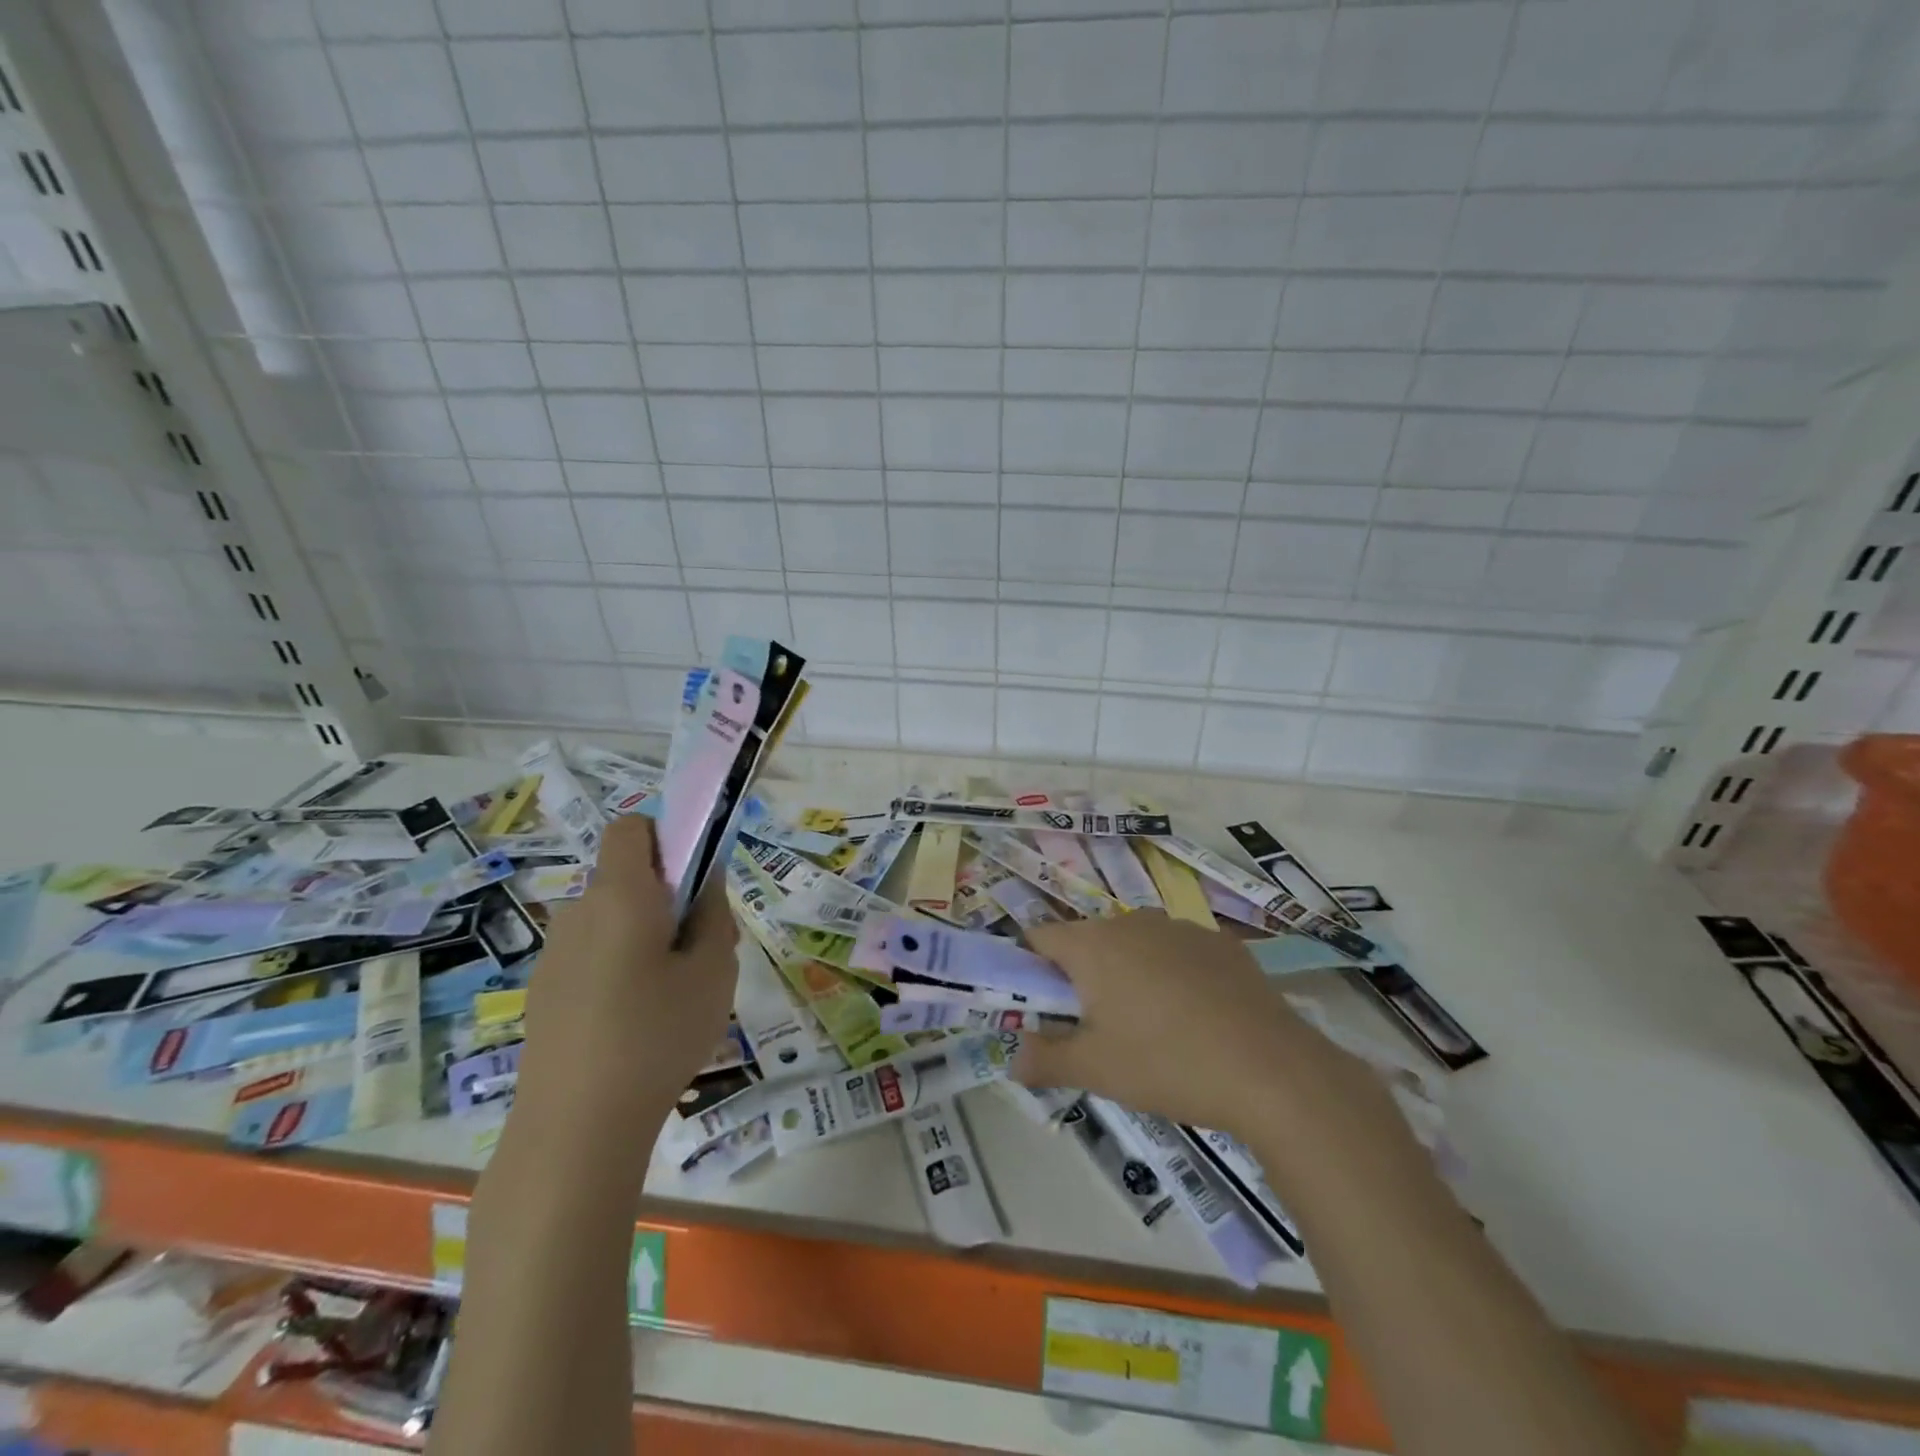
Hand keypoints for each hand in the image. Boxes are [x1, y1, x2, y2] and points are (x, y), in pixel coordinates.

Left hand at [514, 816, 738, 1125]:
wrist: (574, 1129)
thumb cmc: (658, 1035)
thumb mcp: (714, 971)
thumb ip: (715, 914)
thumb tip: (706, 877)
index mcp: (622, 895)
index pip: (631, 828)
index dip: (666, 837)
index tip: (695, 879)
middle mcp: (580, 912)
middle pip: (627, 878)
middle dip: (667, 897)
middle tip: (701, 949)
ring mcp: (555, 954)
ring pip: (611, 919)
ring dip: (644, 935)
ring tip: (671, 993)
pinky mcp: (544, 991)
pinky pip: (591, 954)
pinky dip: (618, 966)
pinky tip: (634, 1022)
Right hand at [1017, 912, 1346, 1136]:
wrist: (1271, 1070)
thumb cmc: (1166, 1063)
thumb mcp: (1095, 1071)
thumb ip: (1044, 1059)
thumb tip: (1013, 1057)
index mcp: (1093, 945)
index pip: (1040, 937)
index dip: (1030, 967)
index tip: (1042, 1005)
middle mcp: (1132, 923)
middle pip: (1089, 940)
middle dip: (1082, 977)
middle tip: (1095, 1028)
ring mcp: (1181, 928)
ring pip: (1135, 945)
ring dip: (1128, 974)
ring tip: (1150, 1027)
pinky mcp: (1221, 943)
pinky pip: (1178, 952)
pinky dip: (1173, 975)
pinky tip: (1197, 1018)